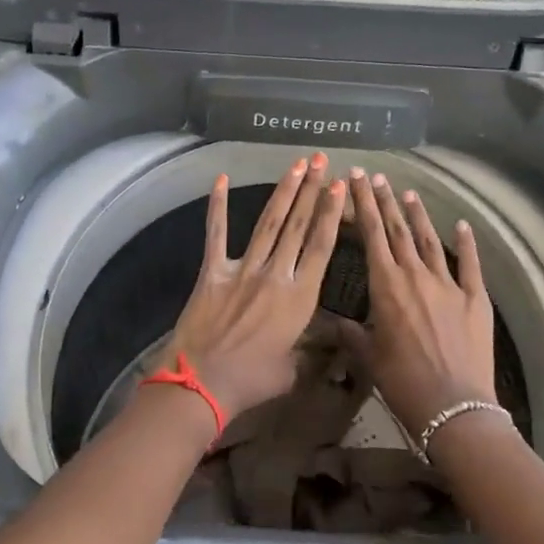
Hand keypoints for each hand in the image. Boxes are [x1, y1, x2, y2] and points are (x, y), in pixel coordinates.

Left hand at [165, 154, 346, 421]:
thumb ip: (310, 349)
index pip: (321, 246)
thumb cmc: (253, 381)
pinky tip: (220, 179)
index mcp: (300, 298)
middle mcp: (276, 274)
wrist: (203, 383)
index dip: (332, 213)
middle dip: (312, 190)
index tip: (340, 186)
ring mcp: (243, 269)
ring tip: (296, 165)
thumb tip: (328, 343)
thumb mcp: (293, 369)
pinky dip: (217, 205)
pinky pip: (216, 233)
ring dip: (283, 191)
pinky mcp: (213, 271)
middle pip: (299, 225)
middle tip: (321, 161)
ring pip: (268, 222)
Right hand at [349, 168, 494, 437]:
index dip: (363, 203)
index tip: (356, 178)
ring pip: (429, 240)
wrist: (454, 407)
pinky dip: (466, 242)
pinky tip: (461, 225)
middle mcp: (416, 275)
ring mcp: (448, 284)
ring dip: (417, 215)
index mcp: (386, 285)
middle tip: (376, 176)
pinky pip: (470, 264)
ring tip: (408, 193)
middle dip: (385, 200)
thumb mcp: (370, 357)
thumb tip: (338, 324)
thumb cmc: (403, 383)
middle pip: (398, 229)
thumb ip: (353, 334)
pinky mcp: (475, 298)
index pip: (371, 234)